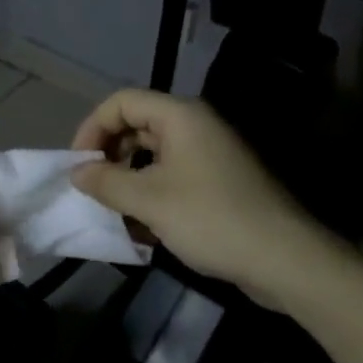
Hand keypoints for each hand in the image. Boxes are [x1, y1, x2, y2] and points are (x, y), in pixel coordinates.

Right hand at [70, 89, 336, 311]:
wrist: (284, 259)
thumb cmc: (210, 219)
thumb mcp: (148, 200)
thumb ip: (106, 182)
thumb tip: (77, 173)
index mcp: (181, 117)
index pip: (121, 102)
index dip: (92, 128)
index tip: (78, 165)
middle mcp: (196, 127)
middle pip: (137, 125)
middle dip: (108, 154)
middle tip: (91, 187)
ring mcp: (210, 155)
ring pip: (153, 154)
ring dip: (127, 178)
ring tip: (112, 209)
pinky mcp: (218, 183)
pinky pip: (172, 176)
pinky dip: (150, 193)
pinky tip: (140, 226)